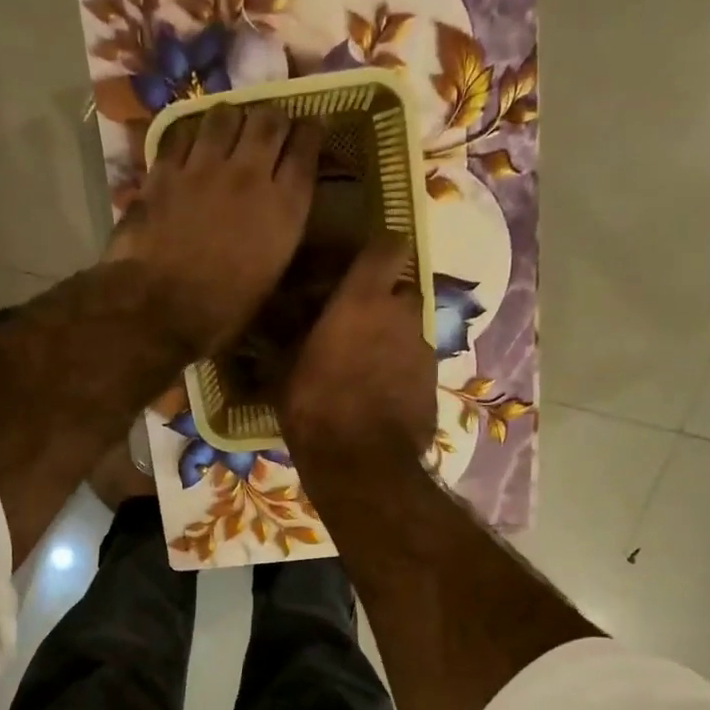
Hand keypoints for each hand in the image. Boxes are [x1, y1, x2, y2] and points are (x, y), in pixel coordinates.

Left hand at [106, 102, 320, 357]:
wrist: (158, 310)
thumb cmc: (221, 312)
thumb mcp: (270, 280)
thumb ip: (280, 236)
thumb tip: (281, 219)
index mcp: (284, 207)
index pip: (307, 148)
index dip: (312, 132)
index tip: (312, 129)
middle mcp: (249, 175)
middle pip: (269, 120)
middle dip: (274, 118)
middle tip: (271, 127)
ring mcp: (203, 168)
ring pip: (225, 115)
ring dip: (232, 118)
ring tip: (229, 127)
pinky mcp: (164, 171)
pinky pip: (181, 133)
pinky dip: (190, 133)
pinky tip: (189, 142)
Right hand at [281, 234, 436, 468]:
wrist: (361, 464)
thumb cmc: (315, 406)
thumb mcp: (285, 370)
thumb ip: (288, 339)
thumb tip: (276, 328)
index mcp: (364, 299)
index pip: (388, 245)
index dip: (375, 252)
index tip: (355, 267)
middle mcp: (402, 314)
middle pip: (400, 290)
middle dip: (381, 301)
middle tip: (352, 323)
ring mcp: (423, 349)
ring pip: (408, 329)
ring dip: (390, 338)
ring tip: (361, 365)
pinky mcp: (433, 383)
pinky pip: (414, 363)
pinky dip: (398, 370)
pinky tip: (376, 394)